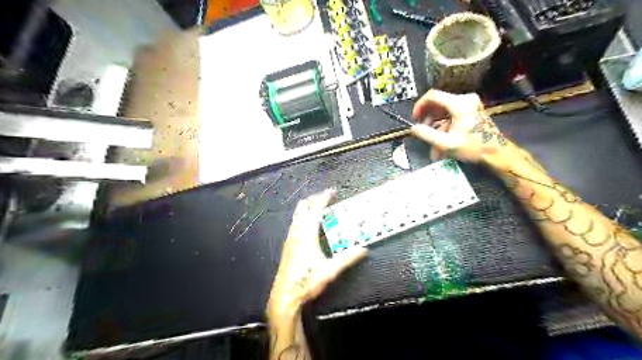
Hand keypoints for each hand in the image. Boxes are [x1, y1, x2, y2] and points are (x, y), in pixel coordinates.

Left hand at [265, 190, 365, 318]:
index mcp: (307, 234)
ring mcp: (290, 237)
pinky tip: (310, 226)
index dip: (324, 198)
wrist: (285, 295)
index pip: (316, 209)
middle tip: (327, 199)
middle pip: (303, 207)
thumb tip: (363, 249)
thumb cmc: (307, 281)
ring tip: (320, 210)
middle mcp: (297, 231)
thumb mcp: (330, 270)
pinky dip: (304, 217)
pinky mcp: (288, 244)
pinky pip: (295, 223)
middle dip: (314, 199)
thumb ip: (347, 259)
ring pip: (297, 214)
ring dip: (308, 208)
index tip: (333, 191)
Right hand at [412, 88, 512, 162]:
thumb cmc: (473, 147)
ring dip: (435, 124)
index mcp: (459, 104)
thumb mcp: (447, 144)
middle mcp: (465, 99)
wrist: (496, 152)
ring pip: (443, 110)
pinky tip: (441, 138)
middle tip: (421, 129)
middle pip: (438, 102)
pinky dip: (444, 125)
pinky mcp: (471, 110)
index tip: (414, 118)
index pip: (433, 96)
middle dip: (427, 117)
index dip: (420, 105)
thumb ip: (427, 135)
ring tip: (431, 138)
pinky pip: (451, 114)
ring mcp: (469, 104)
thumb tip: (413, 129)